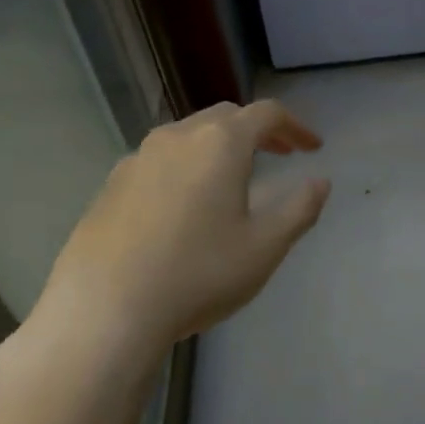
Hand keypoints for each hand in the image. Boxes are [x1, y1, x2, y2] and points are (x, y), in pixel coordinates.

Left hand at [6, 100, 331, 384]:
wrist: (104, 310)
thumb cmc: (198, 273)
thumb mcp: (264, 247)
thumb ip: (300, 209)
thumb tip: (320, 182)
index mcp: (221, 143)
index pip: (267, 113)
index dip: (295, 126)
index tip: (312, 147)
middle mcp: (178, 137)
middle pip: (226, 116)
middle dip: (257, 130)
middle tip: (278, 155)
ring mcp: (138, 158)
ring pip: (188, 135)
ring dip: (218, 146)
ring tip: (232, 177)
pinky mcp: (111, 184)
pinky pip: (159, 160)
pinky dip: (185, 165)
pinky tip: (184, 204)